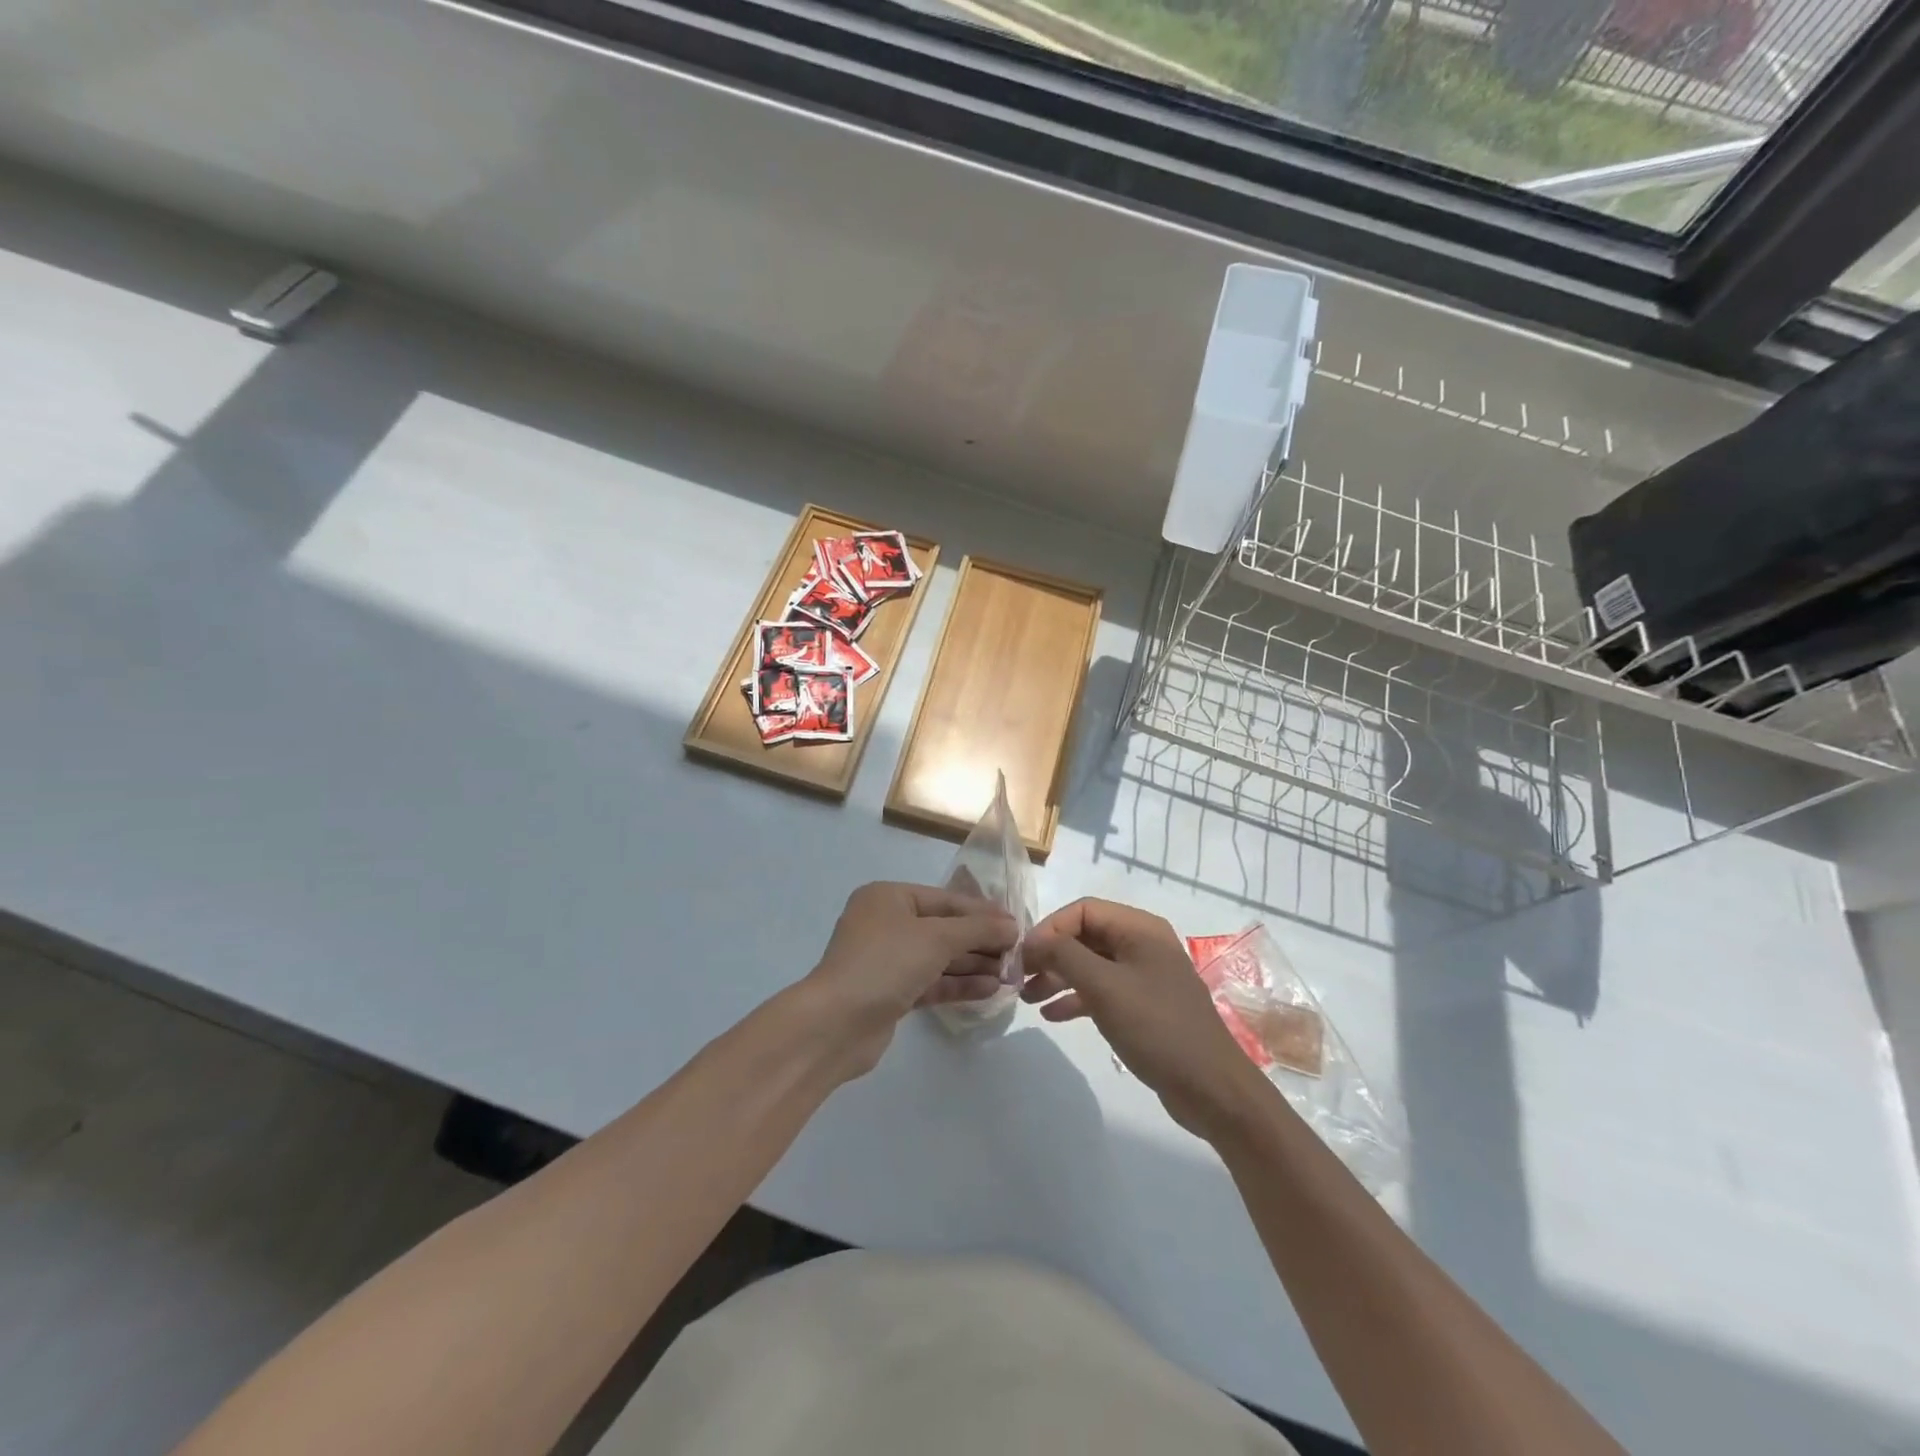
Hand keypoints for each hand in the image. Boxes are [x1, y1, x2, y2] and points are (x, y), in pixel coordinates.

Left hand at [802, 882, 1018, 1077]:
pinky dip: (958, 984)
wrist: (836, 1024)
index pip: (946, 900)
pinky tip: (990, 989)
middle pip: (944, 928)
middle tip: (1018, 954)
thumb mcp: (936, 938)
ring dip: (974, 964)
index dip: (983, 912)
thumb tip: (1012, 926)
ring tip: (1011, 974)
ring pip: (939, 957)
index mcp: (889, 897)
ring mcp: (887, 960)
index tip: (1017, 925)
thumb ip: (977, 929)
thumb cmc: (885, 963)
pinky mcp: (890, 993)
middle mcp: (886, 923)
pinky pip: (931, 982)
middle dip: (980, 941)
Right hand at [1023, 898, 1269, 1137]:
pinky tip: (1052, 1015)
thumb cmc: (1157, 1027)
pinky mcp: (1144, 1006)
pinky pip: (1102, 991)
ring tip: (1027, 998)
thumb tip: (1032, 941)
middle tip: (1019, 978)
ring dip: (1058, 977)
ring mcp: (1144, 976)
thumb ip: (1064, 956)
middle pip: (1085, 936)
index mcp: (1140, 929)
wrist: (1211, 1089)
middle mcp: (1143, 944)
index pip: (1083, 910)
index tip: (1022, 957)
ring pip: (1091, 964)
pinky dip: (1076, 998)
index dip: (1049, 928)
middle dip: (1051, 954)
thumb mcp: (1104, 987)